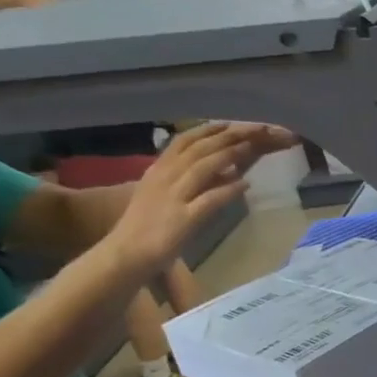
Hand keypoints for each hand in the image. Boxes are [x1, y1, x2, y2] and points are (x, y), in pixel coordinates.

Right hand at [105, 123, 289, 273]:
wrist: (125, 254)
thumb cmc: (145, 225)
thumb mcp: (161, 194)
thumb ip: (185, 180)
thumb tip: (221, 169)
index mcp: (157, 172)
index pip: (181, 142)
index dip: (206, 131)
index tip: (227, 123)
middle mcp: (163, 179)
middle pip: (197, 150)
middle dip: (224, 137)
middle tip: (250, 129)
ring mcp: (173, 198)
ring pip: (203, 168)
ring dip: (228, 155)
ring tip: (250, 146)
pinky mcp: (183, 218)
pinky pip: (210, 200)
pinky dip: (229, 190)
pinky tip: (246, 184)